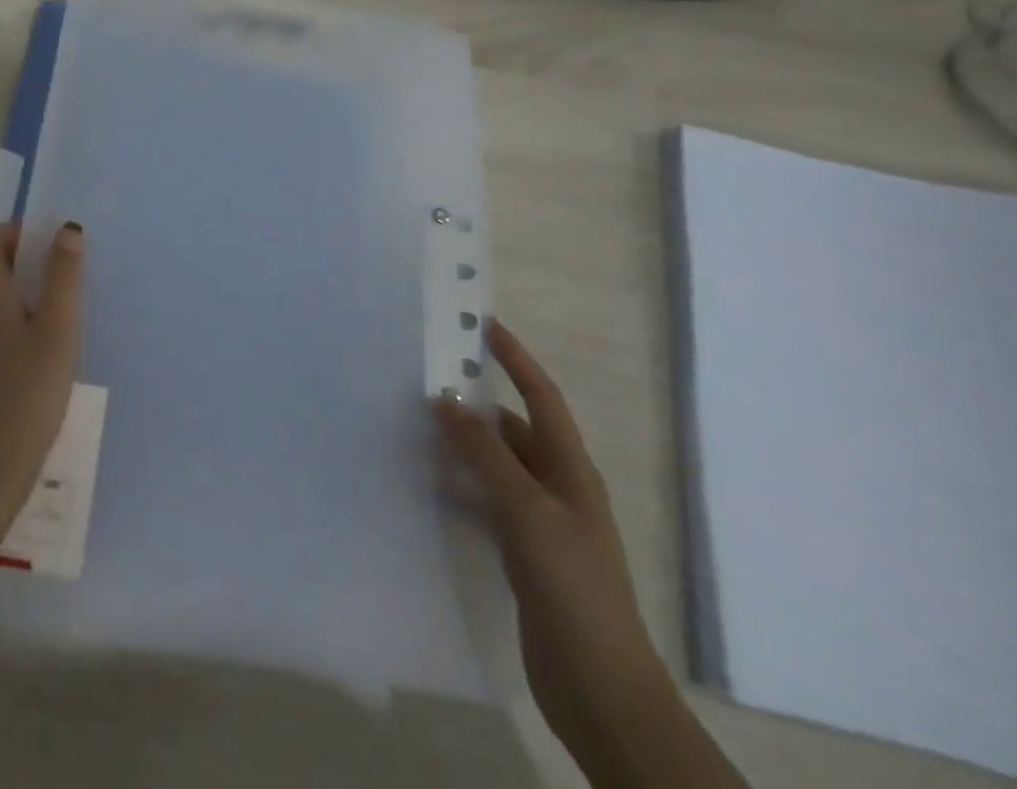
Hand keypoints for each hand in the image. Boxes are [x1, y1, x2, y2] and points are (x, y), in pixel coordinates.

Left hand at [0, 223, 85, 546]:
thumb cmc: (26, 398)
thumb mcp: (58, 334)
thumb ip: (63, 279)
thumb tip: (66, 229)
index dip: (13, 234)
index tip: (45, 250)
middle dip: (20, 276)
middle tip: (58, 300)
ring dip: (11, 312)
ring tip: (47, 343)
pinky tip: (22, 379)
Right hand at [435, 321, 676, 767]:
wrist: (602, 691)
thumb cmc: (572, 588)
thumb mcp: (528, 511)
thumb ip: (486, 454)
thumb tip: (445, 400)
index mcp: (570, 470)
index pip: (541, 397)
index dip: (516, 359)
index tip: (483, 325)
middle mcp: (557, 488)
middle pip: (513, 430)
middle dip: (475, 405)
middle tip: (425, 381)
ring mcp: (541, 523)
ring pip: (496, 466)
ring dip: (462, 446)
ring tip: (414, 427)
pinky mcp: (523, 555)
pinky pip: (486, 502)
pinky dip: (460, 486)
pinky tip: (428, 485)